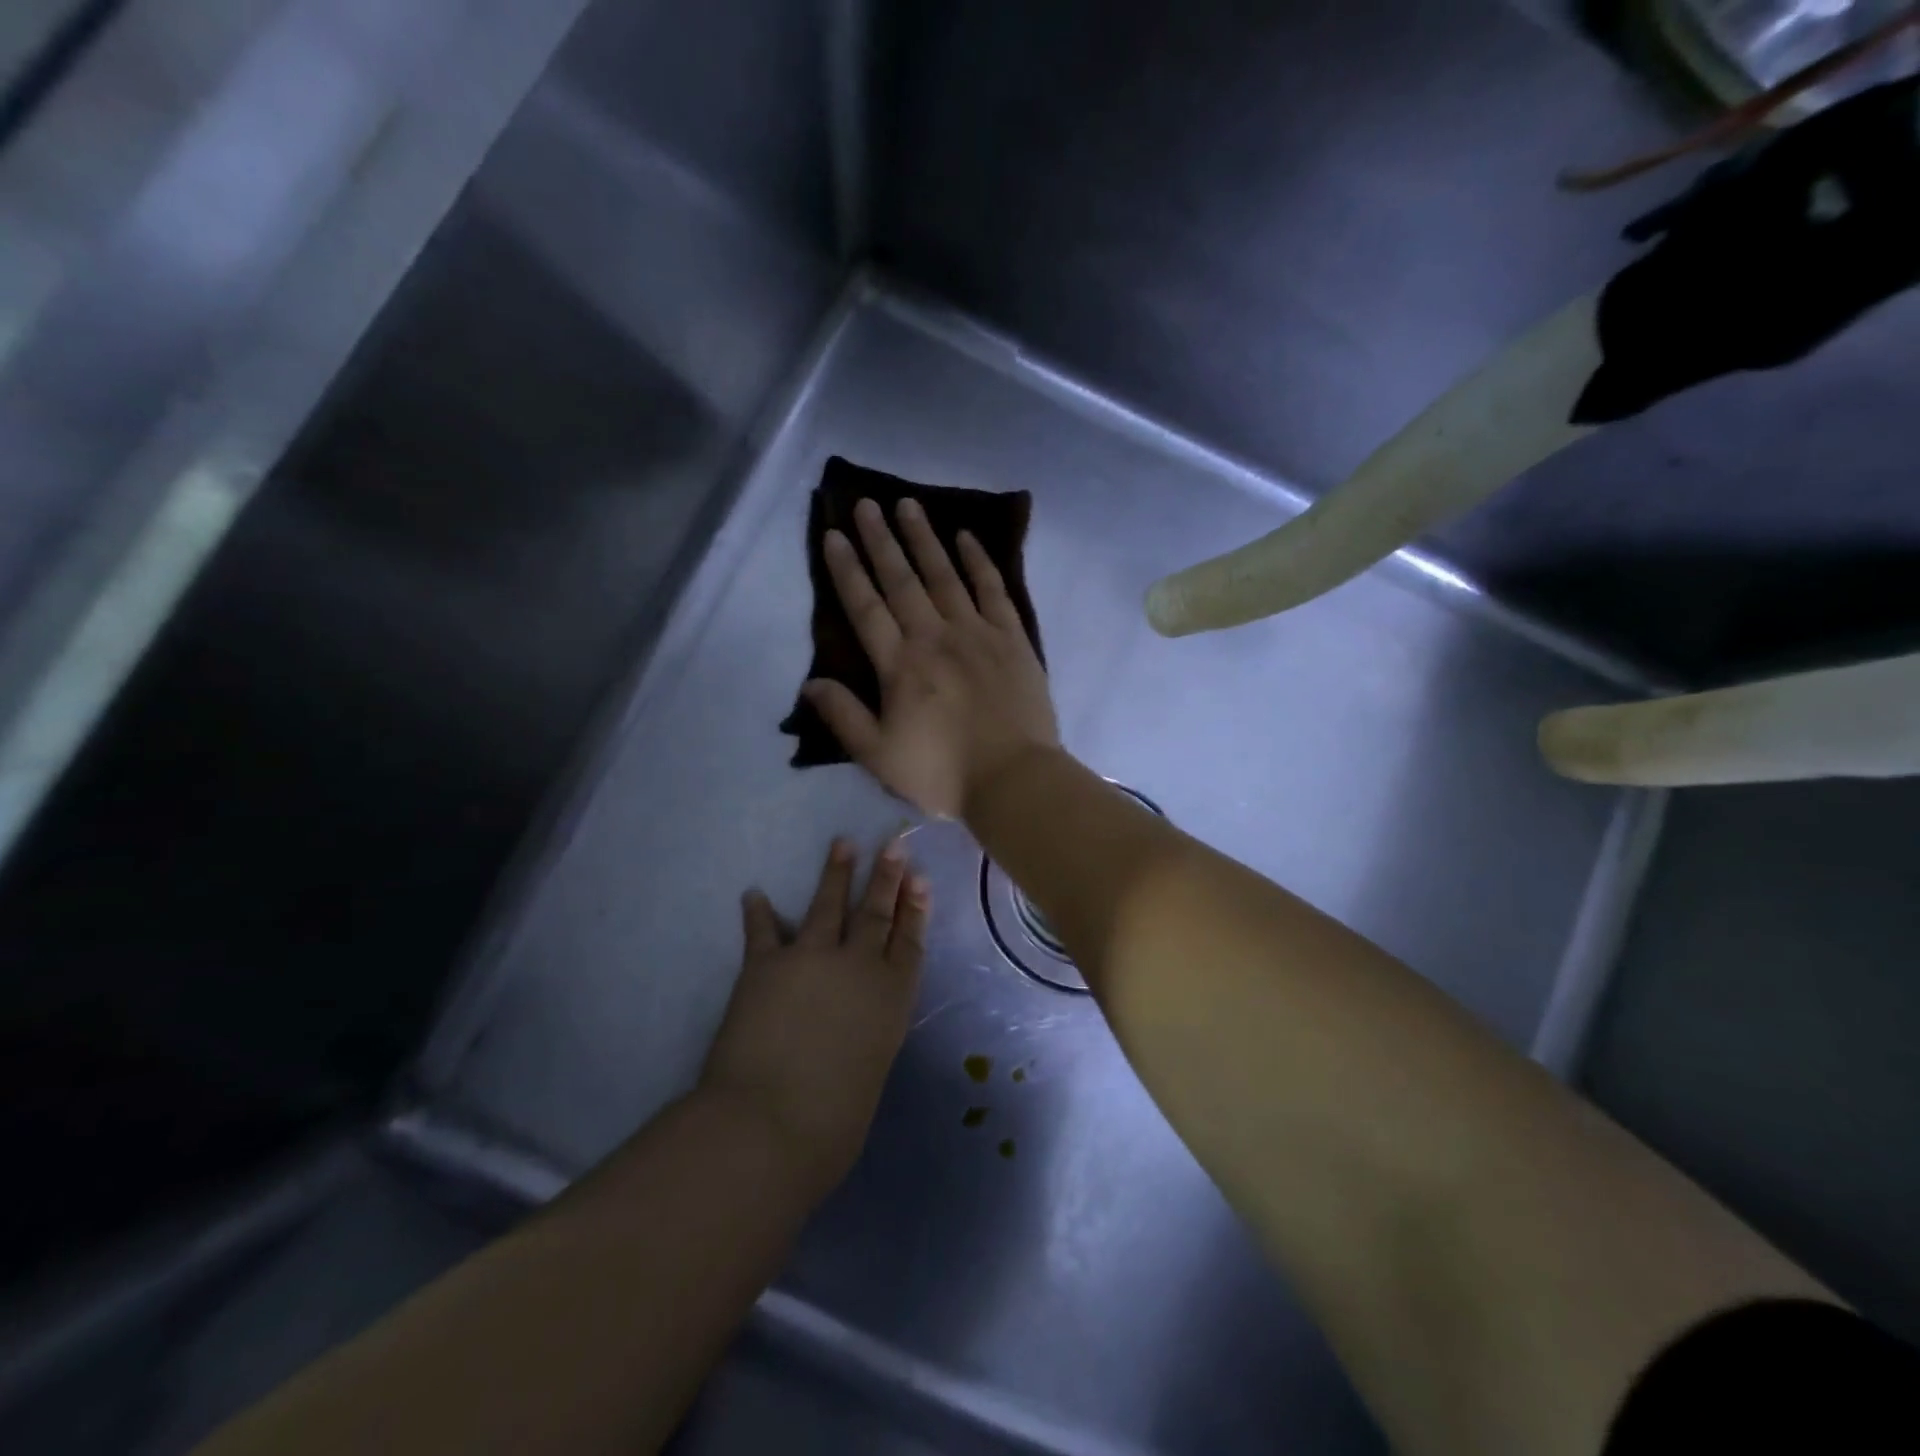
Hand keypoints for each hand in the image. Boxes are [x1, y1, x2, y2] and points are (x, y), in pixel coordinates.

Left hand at [700, 838, 928, 1198]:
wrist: (770, 1124)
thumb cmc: (832, 1123)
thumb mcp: (868, 1074)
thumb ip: (865, 1042)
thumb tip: (852, 1030)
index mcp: (890, 999)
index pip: (909, 943)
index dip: (916, 910)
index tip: (920, 879)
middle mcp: (857, 968)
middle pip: (876, 914)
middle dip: (887, 878)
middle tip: (894, 844)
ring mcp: (811, 959)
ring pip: (828, 906)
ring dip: (836, 873)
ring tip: (842, 843)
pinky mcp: (765, 964)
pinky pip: (763, 930)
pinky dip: (758, 912)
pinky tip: (754, 894)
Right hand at [804, 497, 1060, 818]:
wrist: (1014, 780)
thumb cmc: (943, 773)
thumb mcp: (879, 756)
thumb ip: (844, 717)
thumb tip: (810, 683)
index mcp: (900, 666)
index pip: (866, 608)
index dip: (847, 570)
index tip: (833, 535)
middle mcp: (935, 637)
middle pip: (902, 581)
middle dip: (881, 540)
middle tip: (866, 502)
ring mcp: (977, 633)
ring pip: (945, 575)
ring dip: (924, 539)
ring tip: (908, 505)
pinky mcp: (1012, 639)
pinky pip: (993, 590)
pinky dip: (979, 562)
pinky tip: (966, 537)